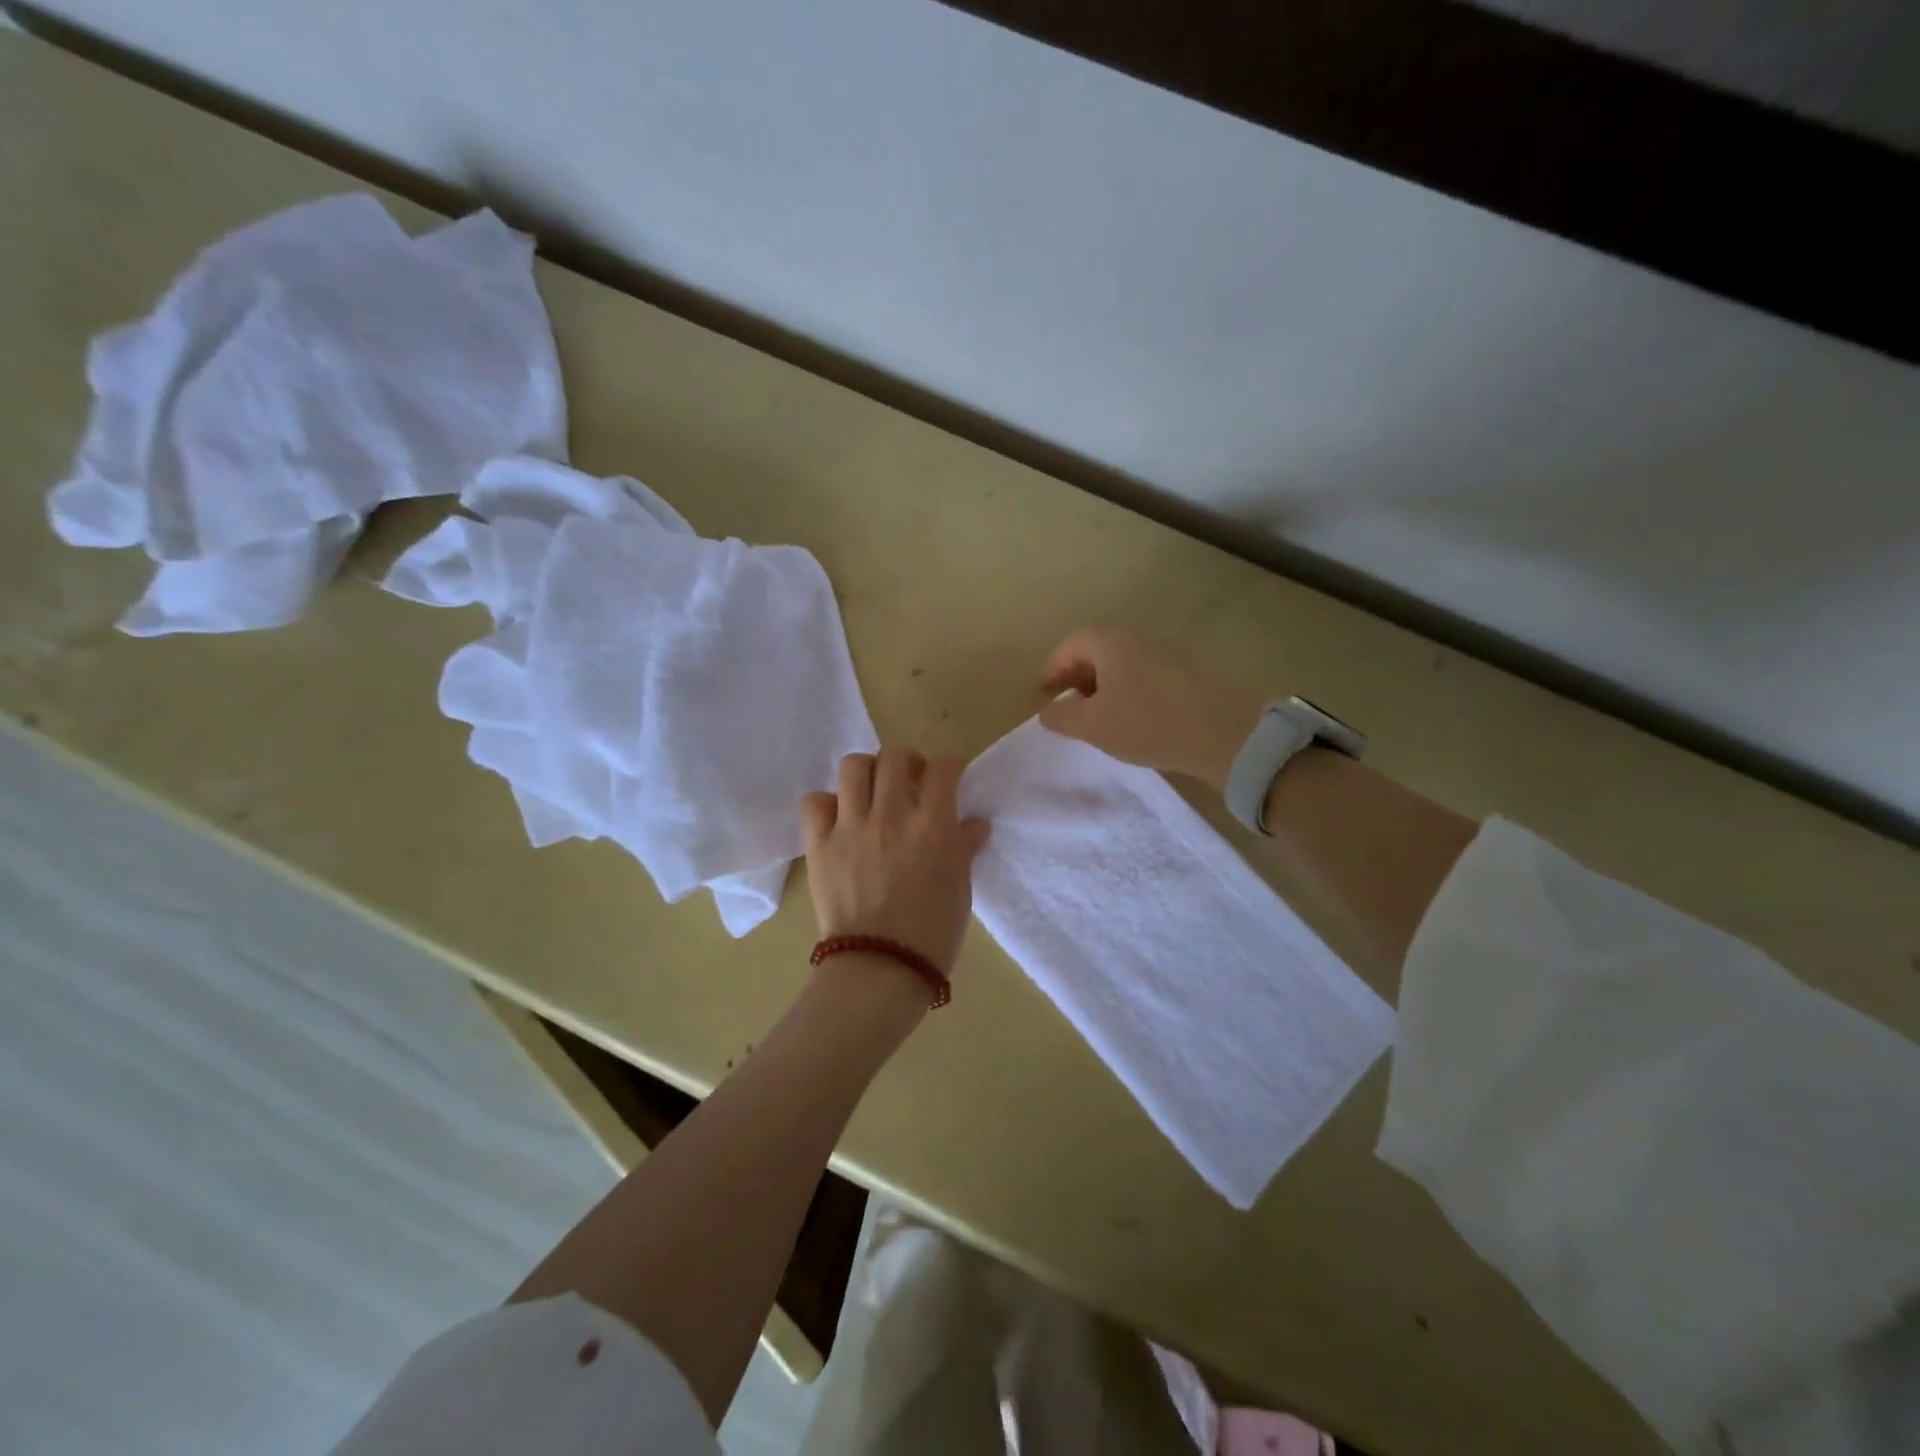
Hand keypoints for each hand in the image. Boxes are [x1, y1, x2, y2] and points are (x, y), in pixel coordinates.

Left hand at [802, 749, 990, 973]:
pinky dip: (827, 803)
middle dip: (907, 761)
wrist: (881, 967)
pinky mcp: (820, 844)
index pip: (943, 768)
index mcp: (933, 824)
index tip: (948, 776)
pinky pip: (815, 802)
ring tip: (872, 793)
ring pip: (854, 767)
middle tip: (909, 781)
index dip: (948, 766)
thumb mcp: (960, 888)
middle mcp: (891, 814)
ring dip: (867, 773)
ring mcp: (851, 826)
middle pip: (895, 756)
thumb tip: (975, 822)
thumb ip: (965, 848)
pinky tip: (839, 819)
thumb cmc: (933, 932)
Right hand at [1038, 627, 1261, 788]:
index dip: (1053, 668)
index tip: (1044, 694)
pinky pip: (1144, 672)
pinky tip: (1132, 717)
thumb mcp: (1093, 726)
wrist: (1223, 733)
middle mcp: (1137, 638)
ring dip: (1104, 683)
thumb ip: (1062, 716)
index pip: (1071, 644)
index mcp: (1110, 642)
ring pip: (1123, 662)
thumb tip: (1047, 710)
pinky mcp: (1187, 671)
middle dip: (1077, 675)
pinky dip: (1128, 688)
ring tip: (1098, 715)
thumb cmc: (1147, 724)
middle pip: (1097, 648)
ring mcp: (1166, 652)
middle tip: (1068, 703)